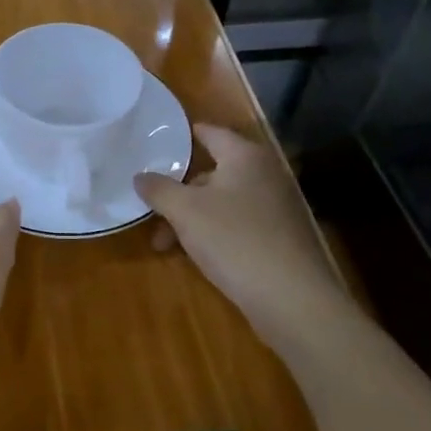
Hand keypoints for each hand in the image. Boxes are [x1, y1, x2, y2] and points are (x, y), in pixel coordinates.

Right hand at [135, 124, 357, 343]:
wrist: (291, 298)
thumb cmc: (234, 239)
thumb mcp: (185, 212)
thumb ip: (159, 190)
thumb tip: (139, 176)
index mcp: (244, 157)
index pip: (211, 133)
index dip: (185, 135)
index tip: (159, 140)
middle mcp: (264, 174)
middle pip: (213, 173)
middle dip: (179, 192)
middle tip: (152, 210)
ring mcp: (276, 207)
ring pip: (222, 202)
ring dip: (192, 217)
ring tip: (165, 244)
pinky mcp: (280, 237)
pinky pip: (238, 224)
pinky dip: (213, 232)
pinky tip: (196, 256)